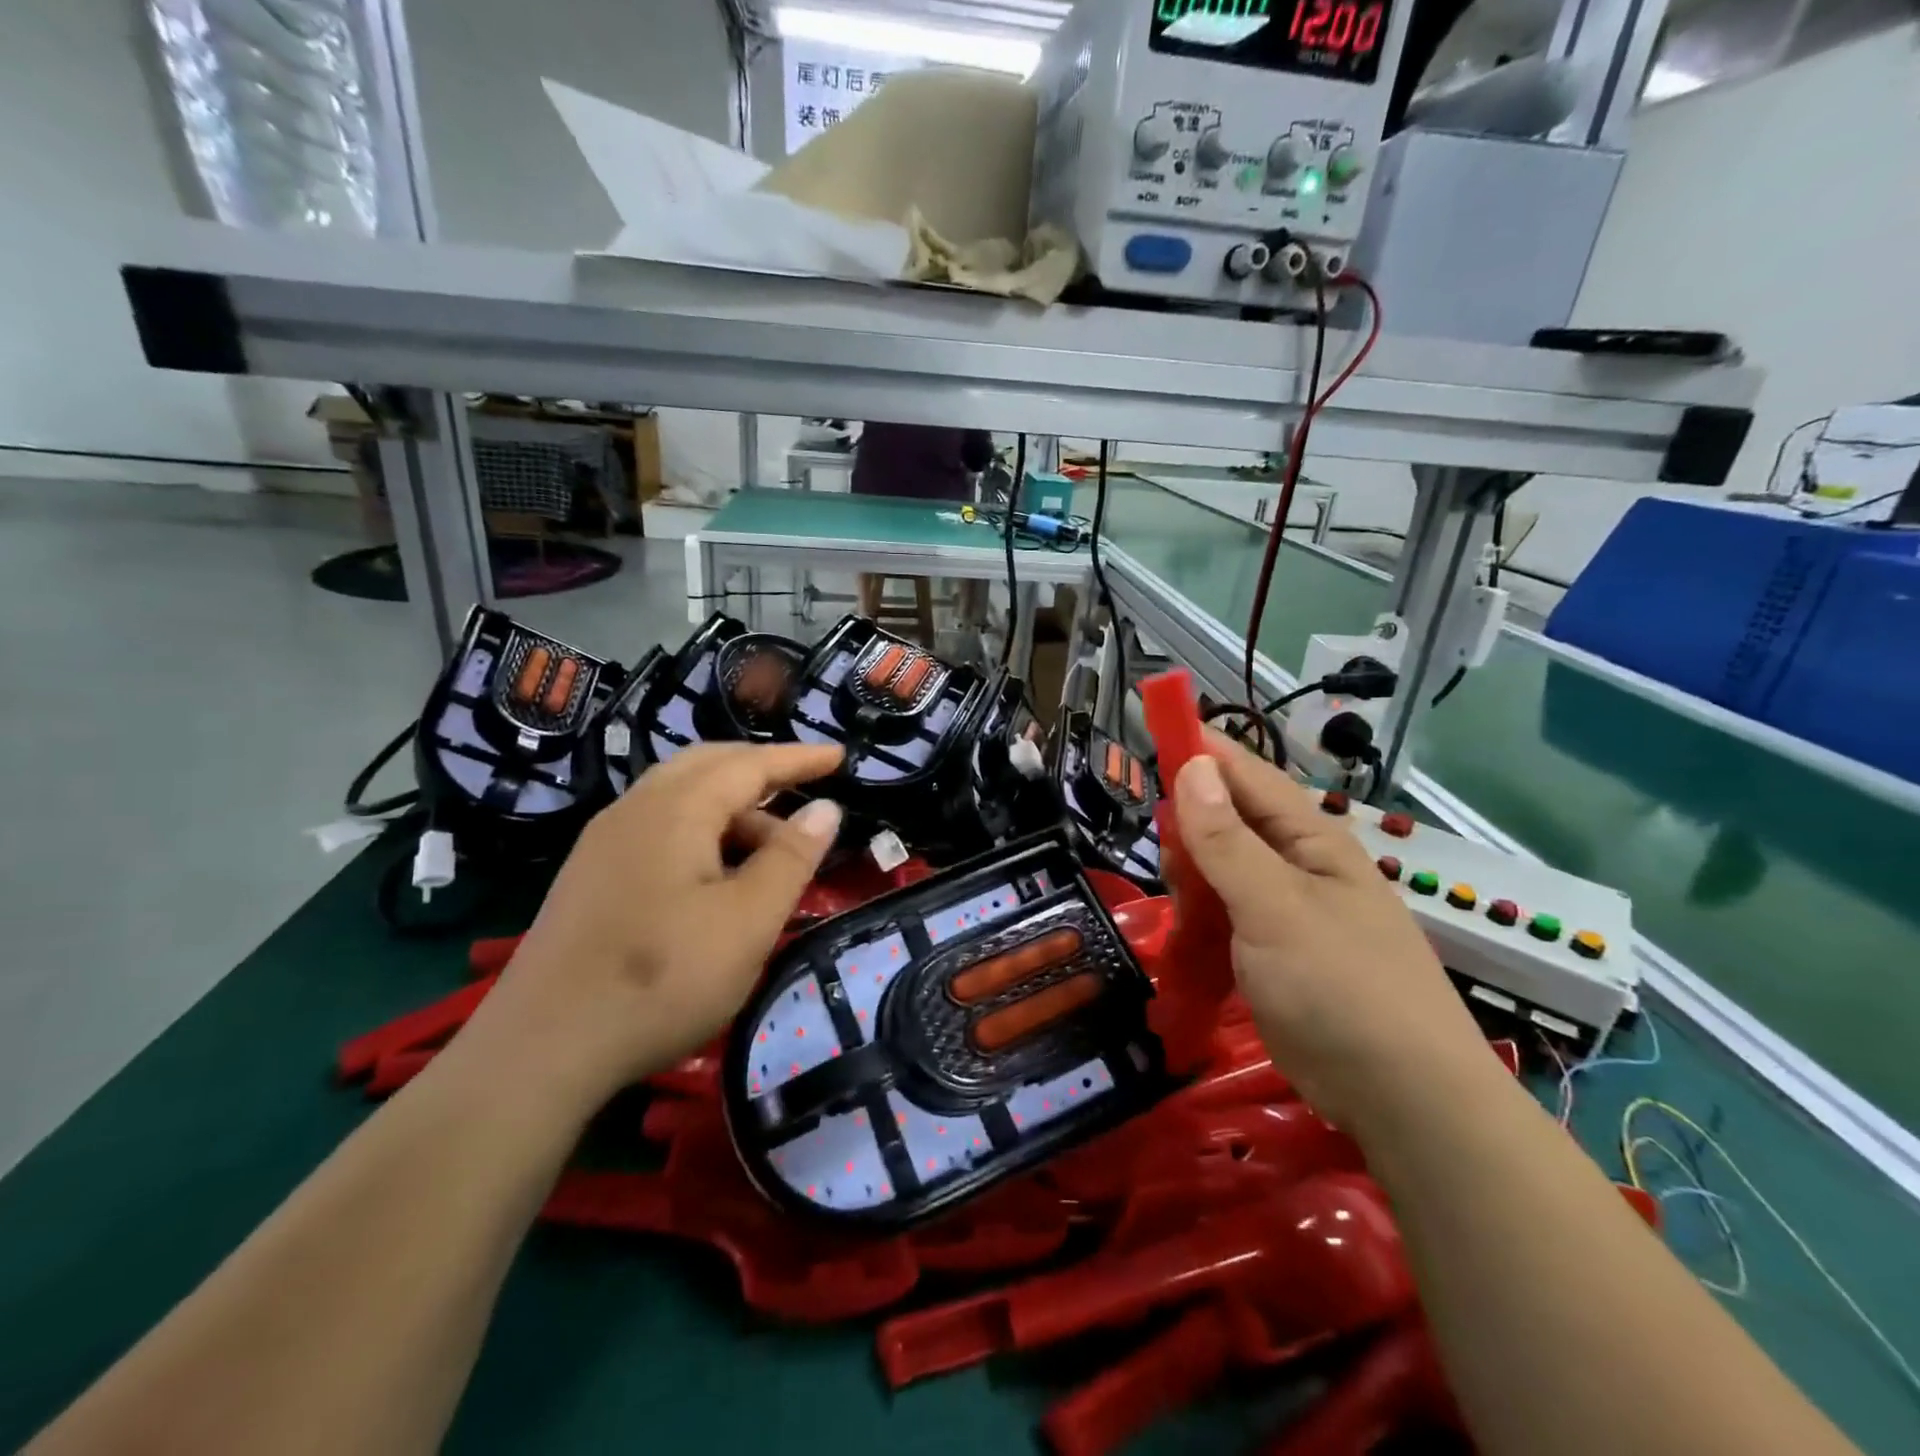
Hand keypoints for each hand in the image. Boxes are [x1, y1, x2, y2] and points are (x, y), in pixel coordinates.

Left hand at [460, 743, 845, 1110]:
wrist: (540, 1051)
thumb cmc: (662, 979)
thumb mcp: (748, 921)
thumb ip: (791, 859)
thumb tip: (826, 809)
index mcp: (676, 809)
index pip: (749, 764)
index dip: (799, 759)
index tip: (840, 756)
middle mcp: (635, 809)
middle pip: (708, 765)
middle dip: (762, 770)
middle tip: (807, 787)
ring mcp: (605, 842)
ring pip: (681, 797)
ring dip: (733, 807)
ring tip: (772, 850)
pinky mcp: (591, 875)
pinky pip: (659, 826)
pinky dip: (703, 830)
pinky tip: (716, 873)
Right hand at [1173, 734, 1491, 1129]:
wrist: (1403, 1099)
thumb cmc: (1341, 988)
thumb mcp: (1274, 906)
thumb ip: (1227, 840)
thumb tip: (1193, 766)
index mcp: (1309, 839)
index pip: (1245, 774)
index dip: (1199, 750)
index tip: (1149, 733)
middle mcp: (1297, 865)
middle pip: (1226, 822)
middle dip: (1189, 833)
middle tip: (1171, 869)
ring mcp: (1285, 910)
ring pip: (1219, 872)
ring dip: (1192, 884)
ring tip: (1181, 916)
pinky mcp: (1273, 951)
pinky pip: (1224, 916)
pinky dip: (1200, 922)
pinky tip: (1187, 944)